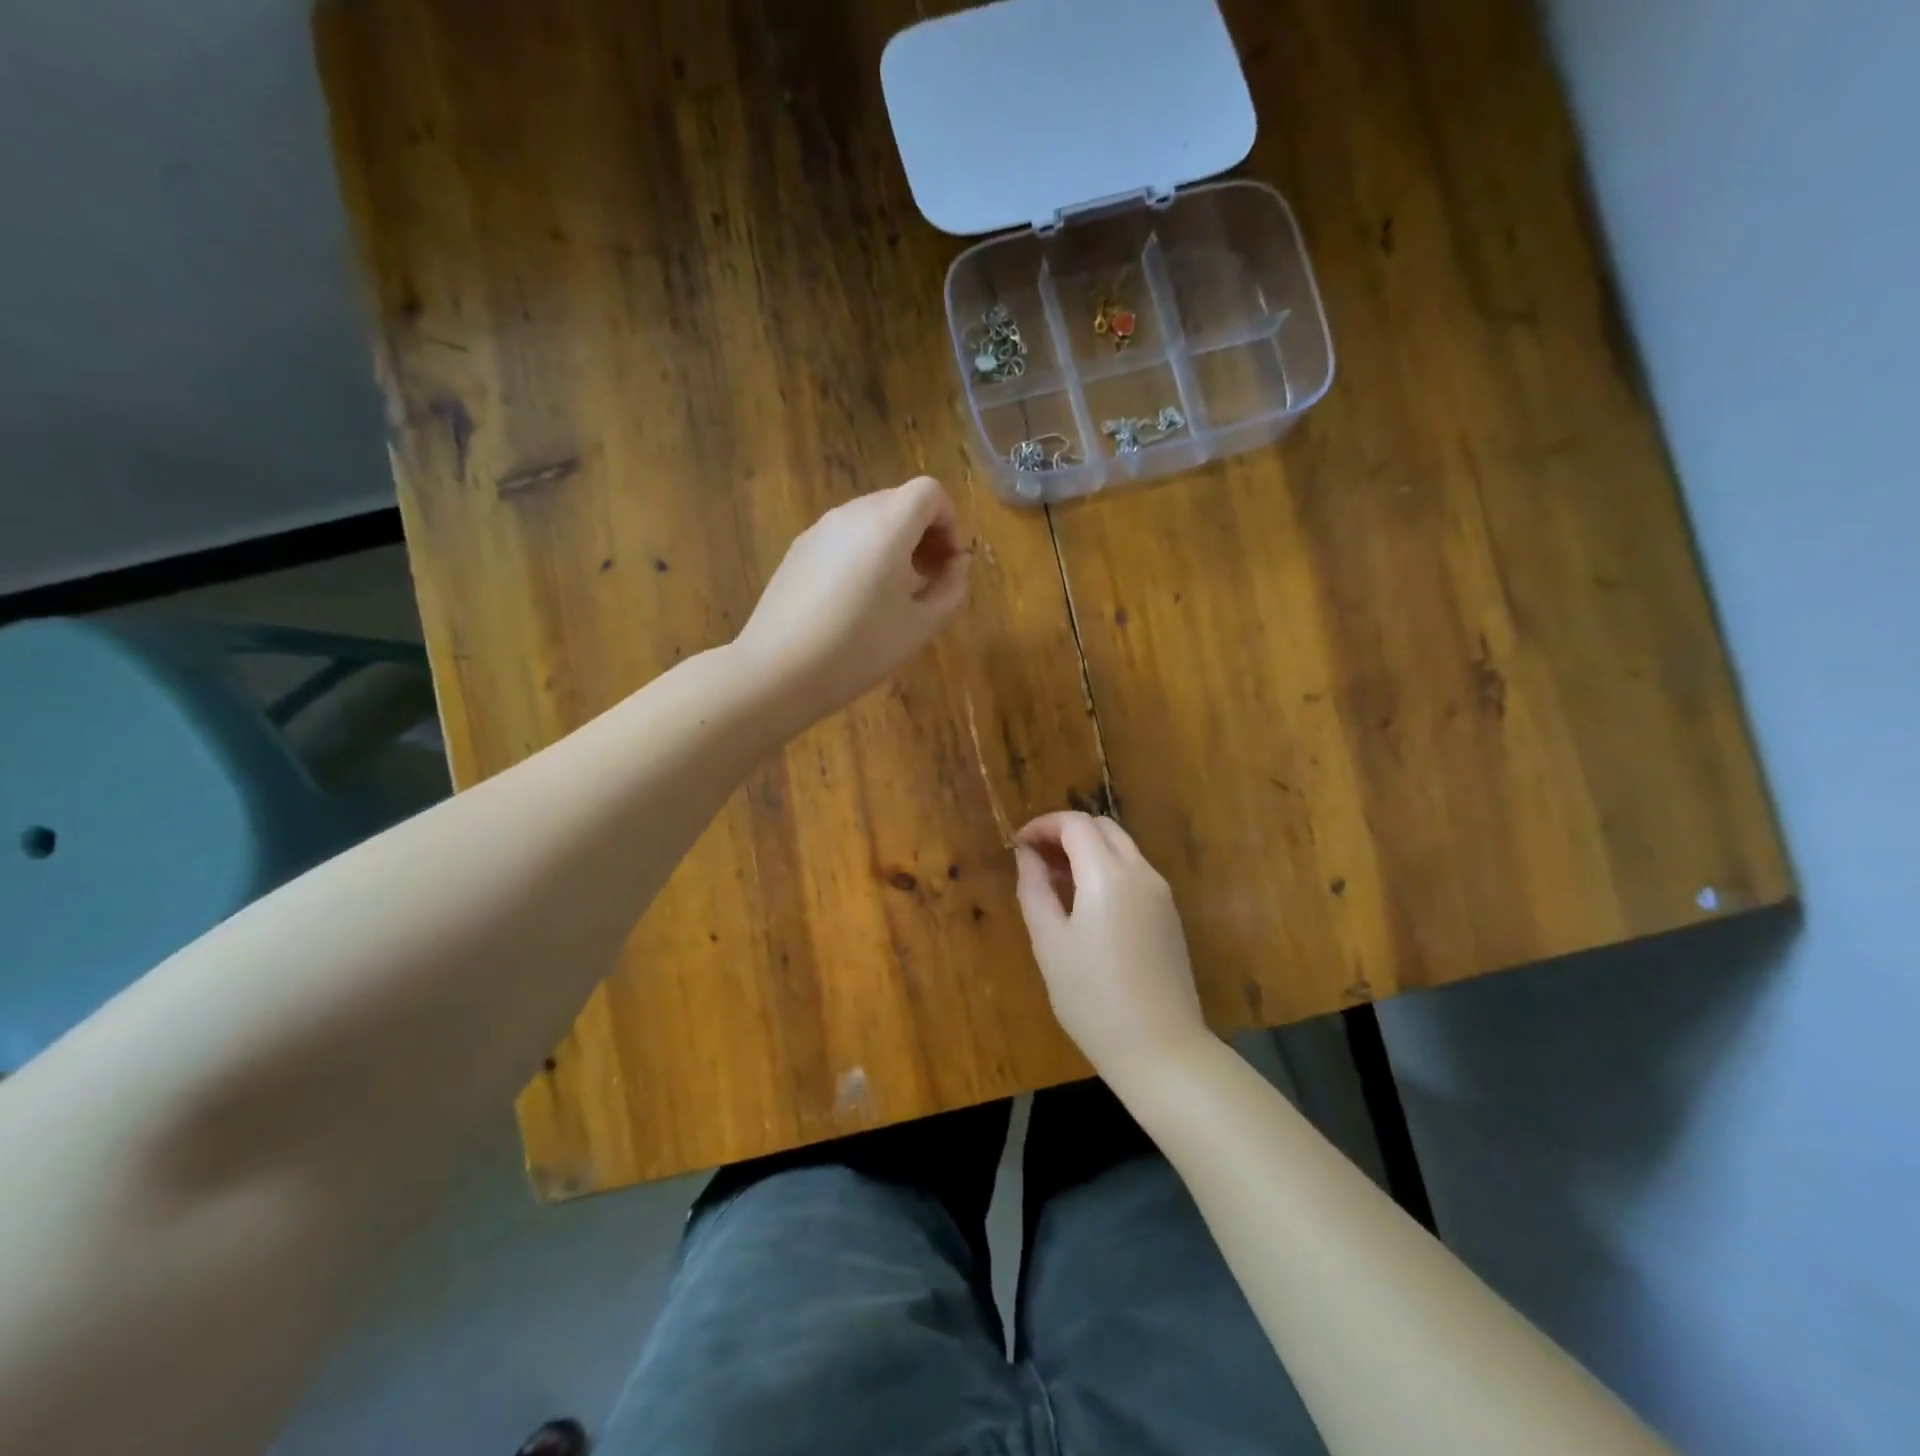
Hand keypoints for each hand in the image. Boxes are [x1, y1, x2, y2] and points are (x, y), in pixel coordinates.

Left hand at [734, 477, 969, 725]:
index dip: (949, 521)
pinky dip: (863, 553)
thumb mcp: (920, 626)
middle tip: (929, 581)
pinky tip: (856, 601)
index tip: (949, 563)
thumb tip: (958, 564)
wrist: (778, 670)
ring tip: (893, 594)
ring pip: (870, 519)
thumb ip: (951, 588)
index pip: (929, 492)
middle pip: (899, 502)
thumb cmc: (858, 650)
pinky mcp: (798, 550)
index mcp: (887, 525)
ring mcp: (819, 530)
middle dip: (924, 533)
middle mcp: (851, 514)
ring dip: (894, 544)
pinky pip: (843, 537)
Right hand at [1013, 812, 1212, 1081]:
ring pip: (1122, 848)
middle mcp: (1141, 873)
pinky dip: (1106, 869)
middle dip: (1065, 832)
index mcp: (1109, 875)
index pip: (1075, 824)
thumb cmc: (1093, 998)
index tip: (1018, 845)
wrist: (1161, 1049)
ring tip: (1054, 881)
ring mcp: (1161, 894)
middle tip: (1035, 858)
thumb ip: (1035, 890)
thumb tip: (1027, 856)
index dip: (1043, 825)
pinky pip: (1134, 873)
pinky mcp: (1169, 915)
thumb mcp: (1049, 943)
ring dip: (1087, 850)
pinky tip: (1085, 903)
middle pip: (1103, 828)